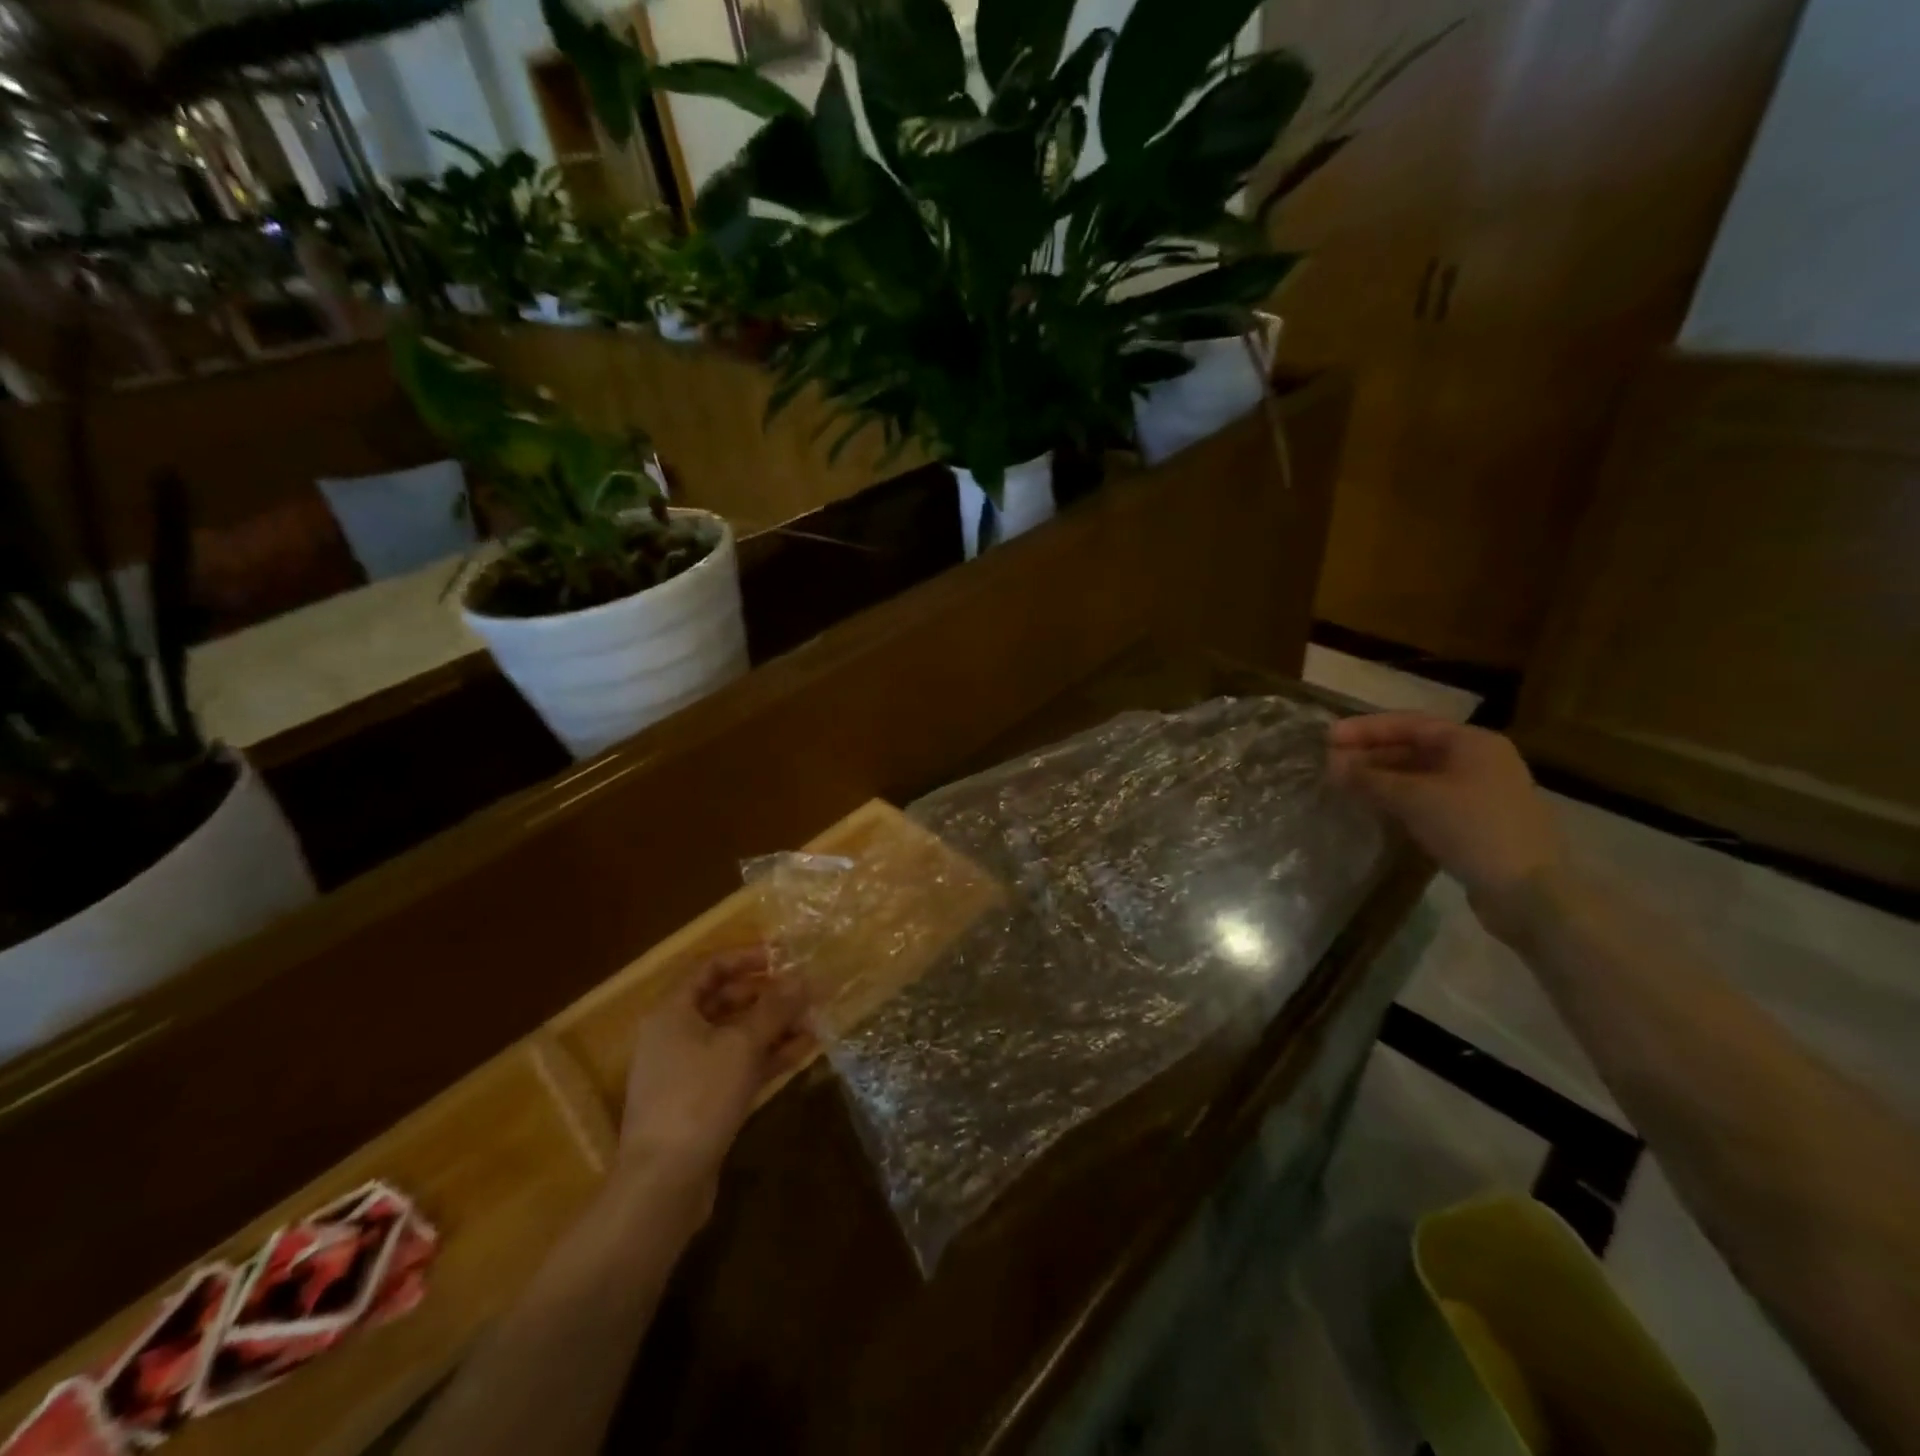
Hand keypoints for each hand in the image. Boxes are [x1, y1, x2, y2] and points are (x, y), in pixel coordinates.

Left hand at [617, 946, 811, 1192]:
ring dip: (774, 1026)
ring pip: (736, 1036)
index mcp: (672, 1012)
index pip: (709, 968)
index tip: (783, 956)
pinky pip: (738, 1065)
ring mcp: (688, 1070)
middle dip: (768, 995)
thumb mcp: (742, 1044)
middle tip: (806, 992)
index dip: (746, 957)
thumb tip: (804, 977)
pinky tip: (804, 1050)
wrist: (664, 1183)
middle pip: (725, 1001)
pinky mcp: (702, 1101)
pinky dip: (768, 1056)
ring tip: (815, 1020)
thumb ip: (775, 1008)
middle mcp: (675, 1035)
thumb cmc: (698, 1097)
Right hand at [1328, 713, 1566, 937]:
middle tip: (1330, 764)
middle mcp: (1479, 760)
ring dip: (1381, 778)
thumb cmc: (1472, 829)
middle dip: (1370, 754)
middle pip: (1414, 747)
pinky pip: (1428, 798)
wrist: (1529, 892)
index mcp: (1472, 742)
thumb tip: (1331, 764)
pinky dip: (1399, 799)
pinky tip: (1374, 808)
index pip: (1408, 723)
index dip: (1364, 728)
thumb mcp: (1413, 798)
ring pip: (1420, 775)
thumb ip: (1369, 778)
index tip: (1326, 738)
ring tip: (1344, 785)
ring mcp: (1480, 792)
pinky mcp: (1477, 822)